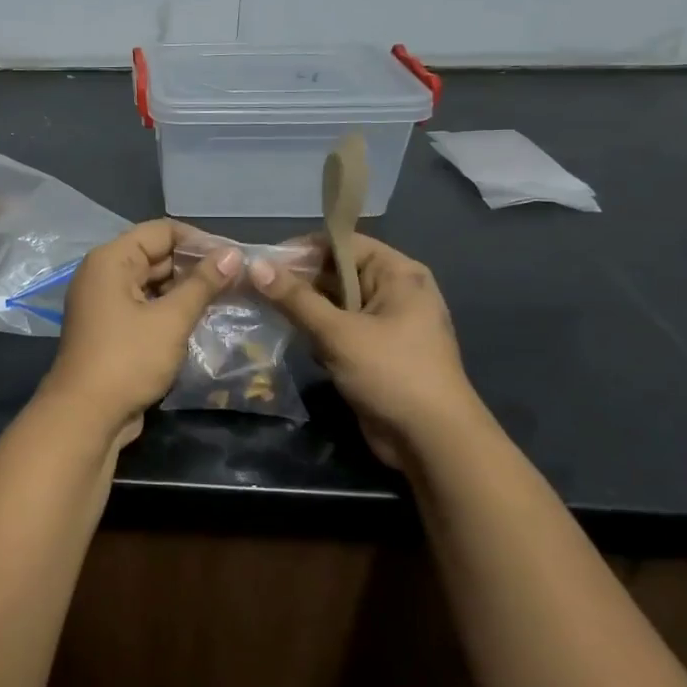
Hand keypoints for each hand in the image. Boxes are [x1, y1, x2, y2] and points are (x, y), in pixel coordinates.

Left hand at [40, 220, 240, 449]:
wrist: (86, 415)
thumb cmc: (128, 359)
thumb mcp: (171, 319)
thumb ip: (203, 284)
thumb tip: (232, 254)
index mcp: (111, 259)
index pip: (161, 231)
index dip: (199, 239)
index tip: (234, 256)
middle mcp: (103, 273)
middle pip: (155, 254)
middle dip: (195, 265)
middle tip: (238, 278)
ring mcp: (104, 302)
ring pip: (152, 282)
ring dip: (185, 289)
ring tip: (227, 296)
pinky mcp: (111, 328)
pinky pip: (145, 305)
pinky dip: (170, 308)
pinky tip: (201, 318)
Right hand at [249, 234, 484, 467]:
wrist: (432, 443)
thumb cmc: (391, 374)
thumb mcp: (338, 332)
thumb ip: (295, 298)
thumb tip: (255, 266)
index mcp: (398, 274)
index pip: (343, 243)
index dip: (303, 249)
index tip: (264, 262)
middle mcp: (393, 291)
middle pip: (336, 271)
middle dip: (297, 279)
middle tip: (254, 286)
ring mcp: (385, 323)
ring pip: (333, 302)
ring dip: (302, 306)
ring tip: (261, 307)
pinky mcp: (373, 351)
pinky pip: (337, 328)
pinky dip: (314, 330)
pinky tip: (286, 335)